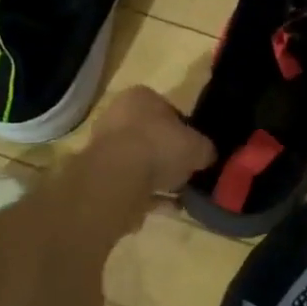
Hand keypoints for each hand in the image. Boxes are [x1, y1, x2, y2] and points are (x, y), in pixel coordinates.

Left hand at [92, 86, 215, 194]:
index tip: (195, 149)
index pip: (168, 110)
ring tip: (180, 195)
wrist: (118, 177)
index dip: (185, 130)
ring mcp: (105, 147)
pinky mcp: (99, 176)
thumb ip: (205, 150)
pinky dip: (148, 195)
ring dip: (158, 178)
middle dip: (168, 155)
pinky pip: (131, 184)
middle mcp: (118, 116)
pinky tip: (167, 207)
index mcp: (141, 97)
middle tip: (186, 172)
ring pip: (139, 162)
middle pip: (151, 136)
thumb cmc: (160, 145)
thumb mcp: (198, 146)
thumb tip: (207, 156)